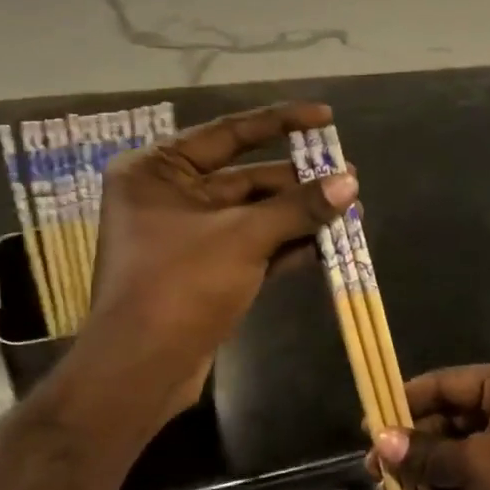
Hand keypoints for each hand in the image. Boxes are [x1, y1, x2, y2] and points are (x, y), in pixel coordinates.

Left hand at [84, 102, 357, 410]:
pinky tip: (326, 244)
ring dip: (298, 214)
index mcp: (158, 170)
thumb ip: (298, 207)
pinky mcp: (203, 271)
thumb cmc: (179, 286)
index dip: (281, 122)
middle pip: (245, 177)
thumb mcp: (243, 237)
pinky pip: (251, 246)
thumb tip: (350, 181)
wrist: (140, 371)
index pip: (228, 132)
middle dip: (298, 181)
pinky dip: (285, 245)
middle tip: (348, 177)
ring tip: (349, 209)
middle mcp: (168, 196)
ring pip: (253, 214)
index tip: (326, 117)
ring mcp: (187, 236)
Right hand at [369, 359, 489, 489]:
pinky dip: (450, 483)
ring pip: (464, 445)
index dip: (405, 402)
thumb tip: (380, 442)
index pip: (448, 382)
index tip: (368, 424)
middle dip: (413, 441)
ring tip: (386, 488)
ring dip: (427, 465)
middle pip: (454, 414)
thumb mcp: (477, 467)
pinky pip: (479, 470)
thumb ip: (426, 452)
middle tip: (373, 467)